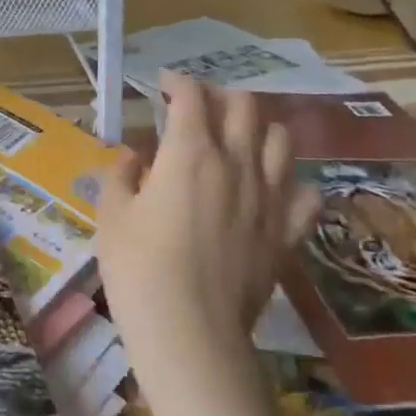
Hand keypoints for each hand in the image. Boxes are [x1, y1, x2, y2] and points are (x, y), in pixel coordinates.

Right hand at [95, 74, 315, 376]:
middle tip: (198, 109)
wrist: (190, 333)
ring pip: (281, 139)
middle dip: (219, 96)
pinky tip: (271, 191)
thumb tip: (134, 157)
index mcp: (190, 152)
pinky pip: (304, 194)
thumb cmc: (138, 270)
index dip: (176, 81)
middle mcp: (237, 163)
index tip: (162, 85)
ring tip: (239, 141)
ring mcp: (270, 197)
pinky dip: (290, 183)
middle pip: (244, 105)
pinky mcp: (287, 233)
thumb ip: (120, 175)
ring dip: (259, 129)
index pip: (191, 95)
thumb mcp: (111, 216)